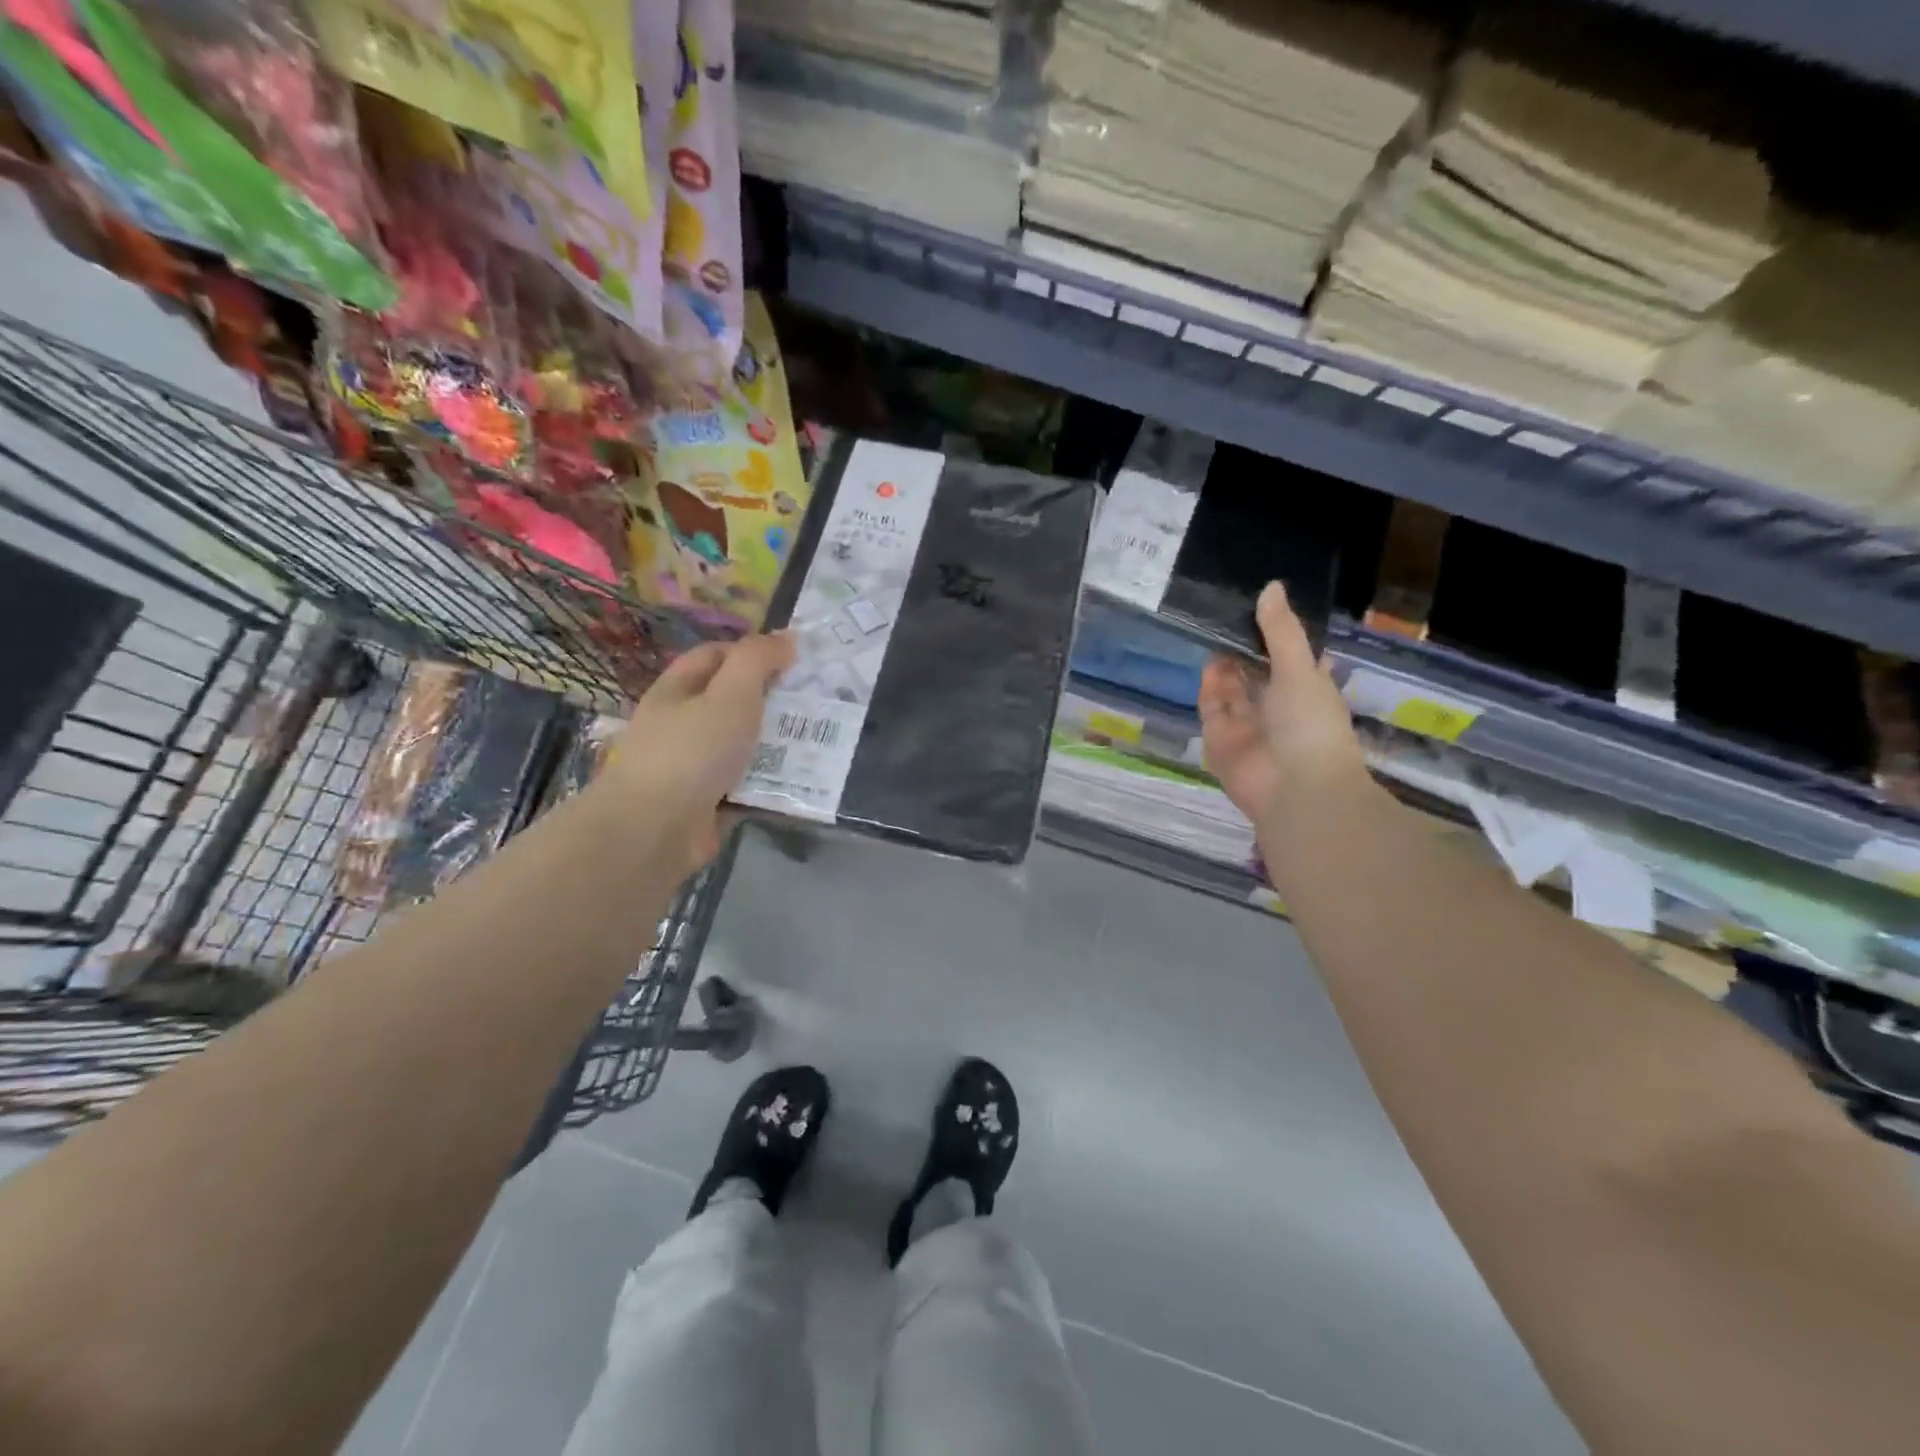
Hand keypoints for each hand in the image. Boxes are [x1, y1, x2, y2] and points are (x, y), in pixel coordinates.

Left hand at [601, 632, 795, 871]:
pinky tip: (802, 780)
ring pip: (744, 745)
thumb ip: (758, 660)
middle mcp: (682, 724)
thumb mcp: (731, 693)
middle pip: (732, 702)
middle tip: (816, 701)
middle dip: (773, 700)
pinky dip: (771, 782)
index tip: (793, 660)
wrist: (656, 829)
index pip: (715, 656)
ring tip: (820, 740)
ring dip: (777, 744)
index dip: (752, 652)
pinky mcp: (708, 802)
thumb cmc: (693, 750)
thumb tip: (787, 637)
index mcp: (678, 690)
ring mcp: (694, 766)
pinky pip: (747, 784)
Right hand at [1198, 582, 1367, 824]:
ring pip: (1232, 692)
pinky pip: (1212, 712)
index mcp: (1308, 692)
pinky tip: (1208, 665)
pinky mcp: (1221, 745)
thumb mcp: (1300, 670)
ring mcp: (1248, 728)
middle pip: (1256, 674)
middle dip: (1242, 650)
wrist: (1297, 791)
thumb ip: (1281, 631)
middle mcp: (1278, 709)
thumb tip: (1270, 586)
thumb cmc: (1310, 726)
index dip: (1276, 636)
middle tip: (1223, 617)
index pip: (1291, 659)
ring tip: (1212, 634)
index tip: (1257, 608)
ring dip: (1224, 667)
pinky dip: (1210, 691)